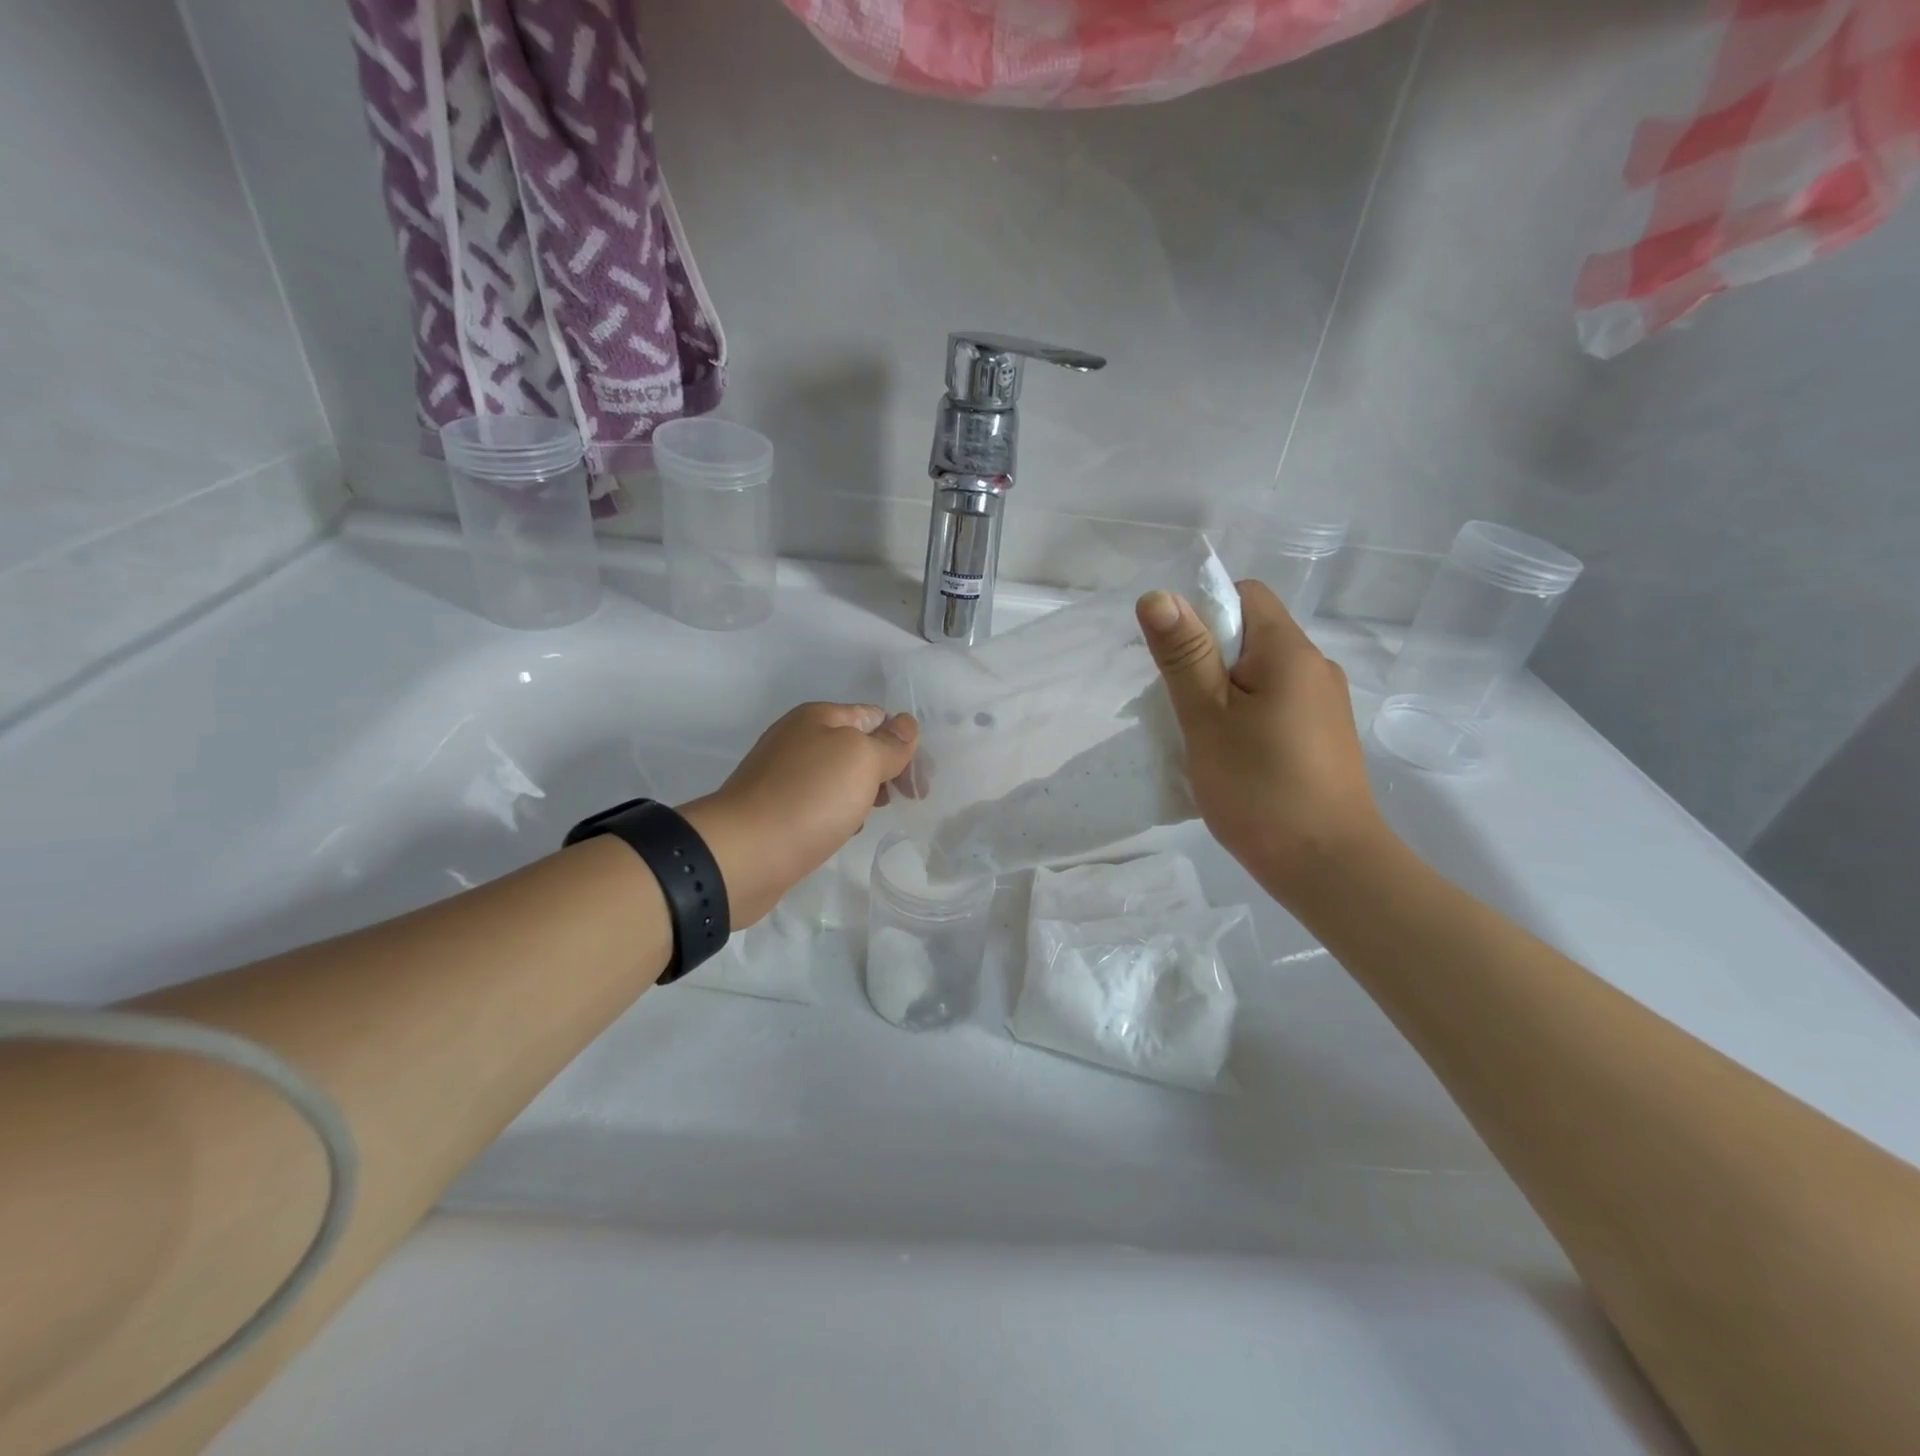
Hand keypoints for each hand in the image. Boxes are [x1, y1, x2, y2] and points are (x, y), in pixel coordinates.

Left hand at [679, 703, 918, 925]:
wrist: (743, 854)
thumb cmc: (809, 798)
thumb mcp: (861, 760)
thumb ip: (889, 743)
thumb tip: (906, 724)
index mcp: (817, 717)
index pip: (874, 716)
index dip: (902, 741)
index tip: (920, 779)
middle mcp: (797, 739)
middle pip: (856, 746)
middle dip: (886, 768)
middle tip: (909, 798)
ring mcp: (782, 776)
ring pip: (838, 777)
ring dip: (863, 792)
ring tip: (877, 814)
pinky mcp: (775, 811)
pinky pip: (819, 804)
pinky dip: (838, 813)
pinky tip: (846, 830)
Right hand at [1137, 581, 1389, 905]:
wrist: (1329, 867)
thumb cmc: (1259, 788)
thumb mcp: (1207, 718)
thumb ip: (1184, 655)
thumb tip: (1158, 595)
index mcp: (1290, 651)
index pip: (1245, 594)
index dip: (1203, 611)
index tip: (1175, 657)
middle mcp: (1315, 667)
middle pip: (1252, 635)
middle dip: (1206, 659)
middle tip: (1177, 704)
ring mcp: (1324, 706)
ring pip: (1261, 675)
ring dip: (1223, 693)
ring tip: (1199, 736)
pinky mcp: (1324, 738)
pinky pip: (1276, 706)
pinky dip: (1246, 717)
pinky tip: (1230, 757)